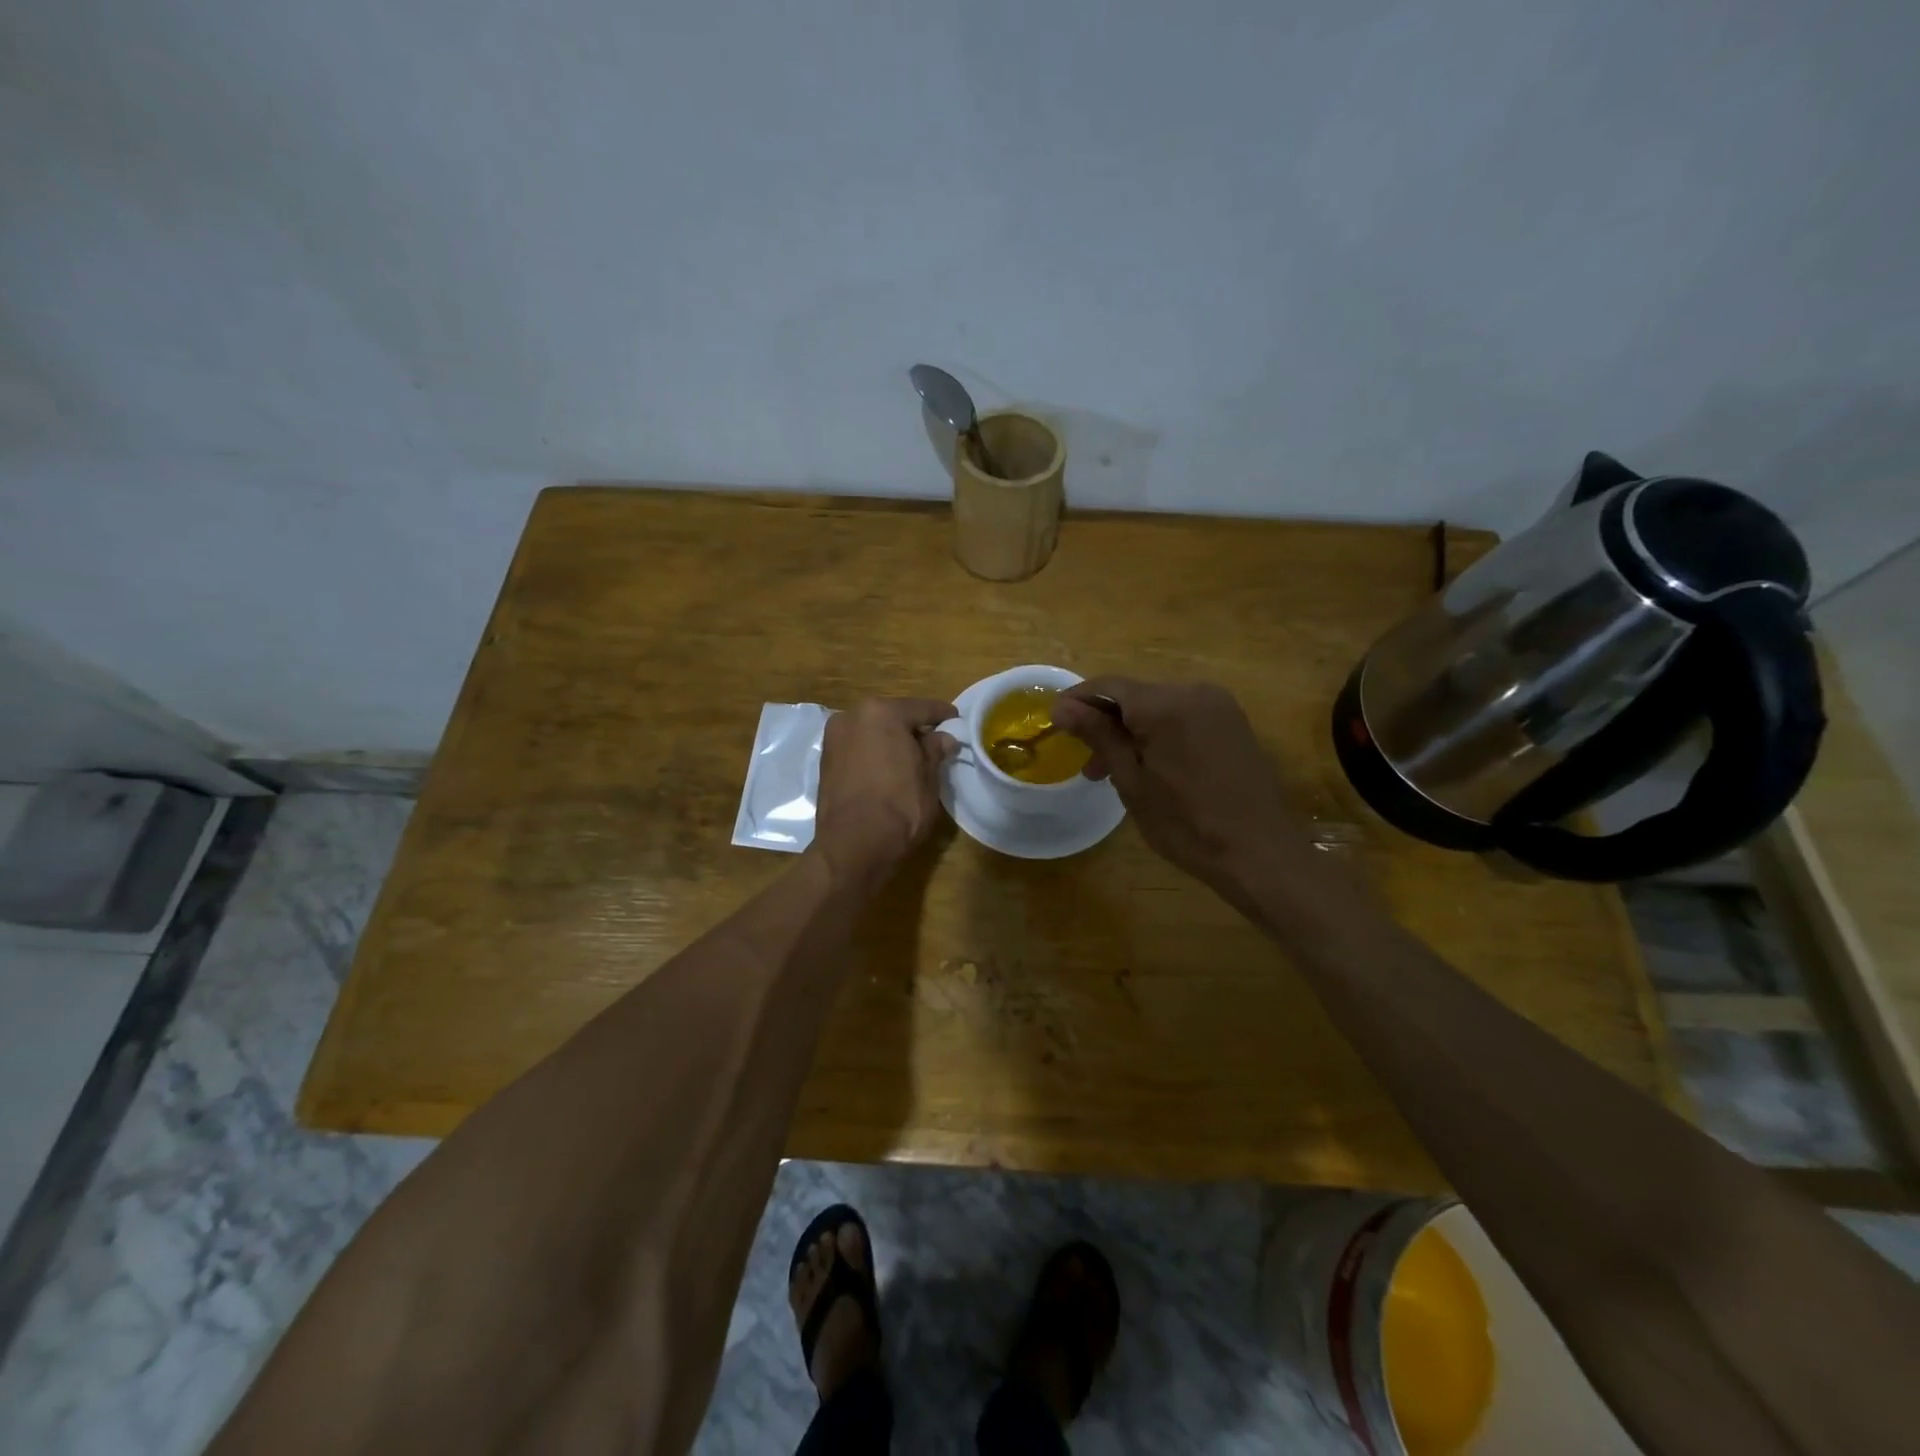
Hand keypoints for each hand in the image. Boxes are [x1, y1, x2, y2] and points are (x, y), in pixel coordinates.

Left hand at [813, 697, 957, 888]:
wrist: (853, 846)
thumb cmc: (899, 807)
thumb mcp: (928, 777)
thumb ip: (935, 750)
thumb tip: (943, 738)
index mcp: (881, 712)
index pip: (921, 708)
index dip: (943, 715)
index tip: (957, 722)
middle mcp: (852, 716)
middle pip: (892, 716)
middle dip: (913, 728)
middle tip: (936, 742)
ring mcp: (834, 738)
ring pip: (872, 731)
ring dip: (891, 740)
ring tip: (912, 758)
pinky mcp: (825, 760)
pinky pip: (858, 748)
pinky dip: (874, 753)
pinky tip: (888, 769)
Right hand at [1051, 678, 1310, 892]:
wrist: (1260, 853)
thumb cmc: (1187, 824)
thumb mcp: (1132, 782)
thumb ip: (1099, 736)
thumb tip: (1062, 706)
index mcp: (1165, 704)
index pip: (1107, 686)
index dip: (1077, 702)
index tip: (1054, 725)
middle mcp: (1194, 691)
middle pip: (1134, 695)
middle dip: (1105, 724)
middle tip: (1088, 766)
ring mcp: (1219, 705)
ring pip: (1158, 708)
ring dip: (1132, 732)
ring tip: (1117, 773)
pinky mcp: (1233, 723)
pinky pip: (1183, 717)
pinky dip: (1159, 735)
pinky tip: (1153, 768)